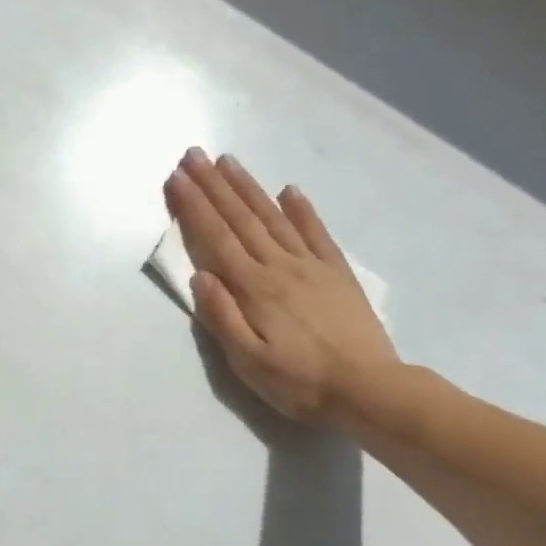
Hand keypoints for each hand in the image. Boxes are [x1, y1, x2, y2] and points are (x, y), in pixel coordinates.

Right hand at [165, 149, 401, 430]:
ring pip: (273, 217)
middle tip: (193, 155)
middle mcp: (280, 266)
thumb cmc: (300, 383)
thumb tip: (200, 275)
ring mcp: (311, 265)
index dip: (194, 207)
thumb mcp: (248, 362)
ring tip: (227, 161)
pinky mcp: (337, 273)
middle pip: (241, 219)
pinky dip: (302, 209)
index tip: (176, 179)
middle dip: (213, 186)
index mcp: (255, 289)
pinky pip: (316, 232)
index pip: (216, 239)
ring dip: (248, 188)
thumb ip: (222, 317)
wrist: (368, 390)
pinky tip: (290, 190)